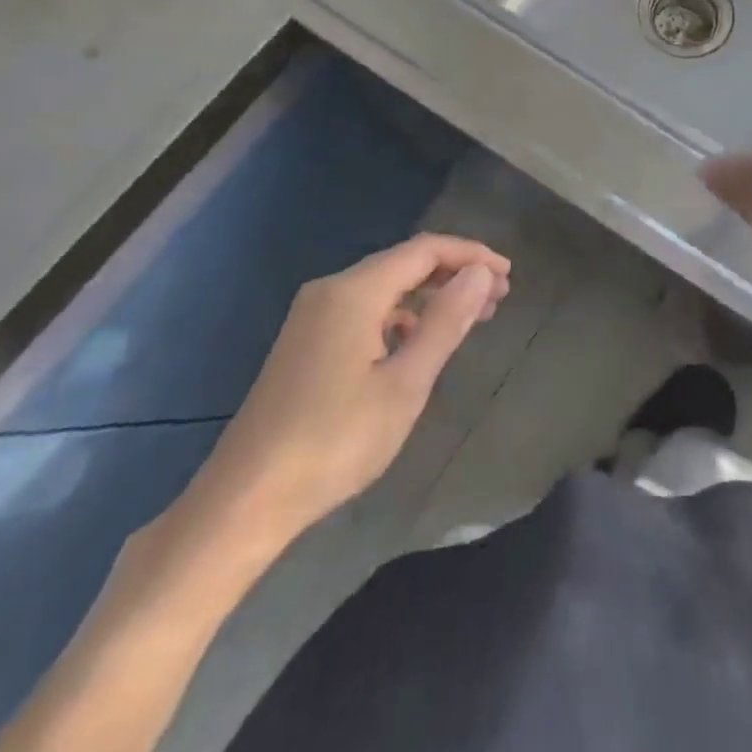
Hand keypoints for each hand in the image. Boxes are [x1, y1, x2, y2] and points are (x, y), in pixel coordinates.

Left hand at [179, 233, 510, 551]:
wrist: (244, 501)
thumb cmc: (334, 441)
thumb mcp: (405, 384)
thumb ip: (447, 322)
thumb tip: (480, 274)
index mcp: (355, 292)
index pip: (425, 250)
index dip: (471, 255)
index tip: (508, 275)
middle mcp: (331, 291)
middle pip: (404, 263)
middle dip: (454, 274)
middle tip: (499, 297)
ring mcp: (313, 316)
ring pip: (385, 287)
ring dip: (430, 296)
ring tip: (470, 318)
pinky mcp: (305, 342)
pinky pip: (365, 310)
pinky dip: (402, 316)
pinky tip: (418, 344)